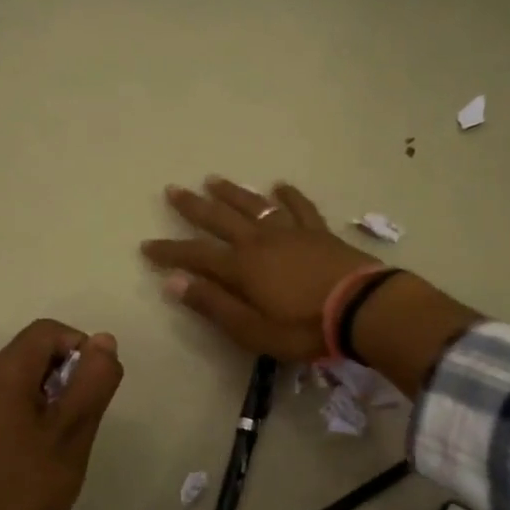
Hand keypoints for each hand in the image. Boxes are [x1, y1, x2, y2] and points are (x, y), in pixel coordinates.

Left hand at [0, 318, 123, 509]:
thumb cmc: (32, 486)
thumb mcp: (74, 431)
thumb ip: (94, 380)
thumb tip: (105, 340)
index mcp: (4, 372)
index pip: (50, 332)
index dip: (81, 349)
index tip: (95, 390)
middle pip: (38, 349)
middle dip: (71, 372)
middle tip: (84, 417)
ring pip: (30, 372)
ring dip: (58, 390)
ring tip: (68, 434)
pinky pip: (17, 393)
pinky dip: (41, 404)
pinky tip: (49, 443)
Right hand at [140, 178, 379, 359]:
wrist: (362, 308)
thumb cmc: (304, 327)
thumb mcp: (253, 329)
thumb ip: (214, 304)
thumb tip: (173, 283)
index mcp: (241, 267)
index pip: (195, 255)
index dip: (169, 251)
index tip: (147, 246)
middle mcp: (260, 241)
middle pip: (220, 218)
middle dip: (193, 206)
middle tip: (172, 190)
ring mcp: (291, 232)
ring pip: (254, 205)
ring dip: (232, 192)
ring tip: (212, 180)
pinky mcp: (318, 232)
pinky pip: (300, 207)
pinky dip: (288, 195)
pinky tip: (279, 186)